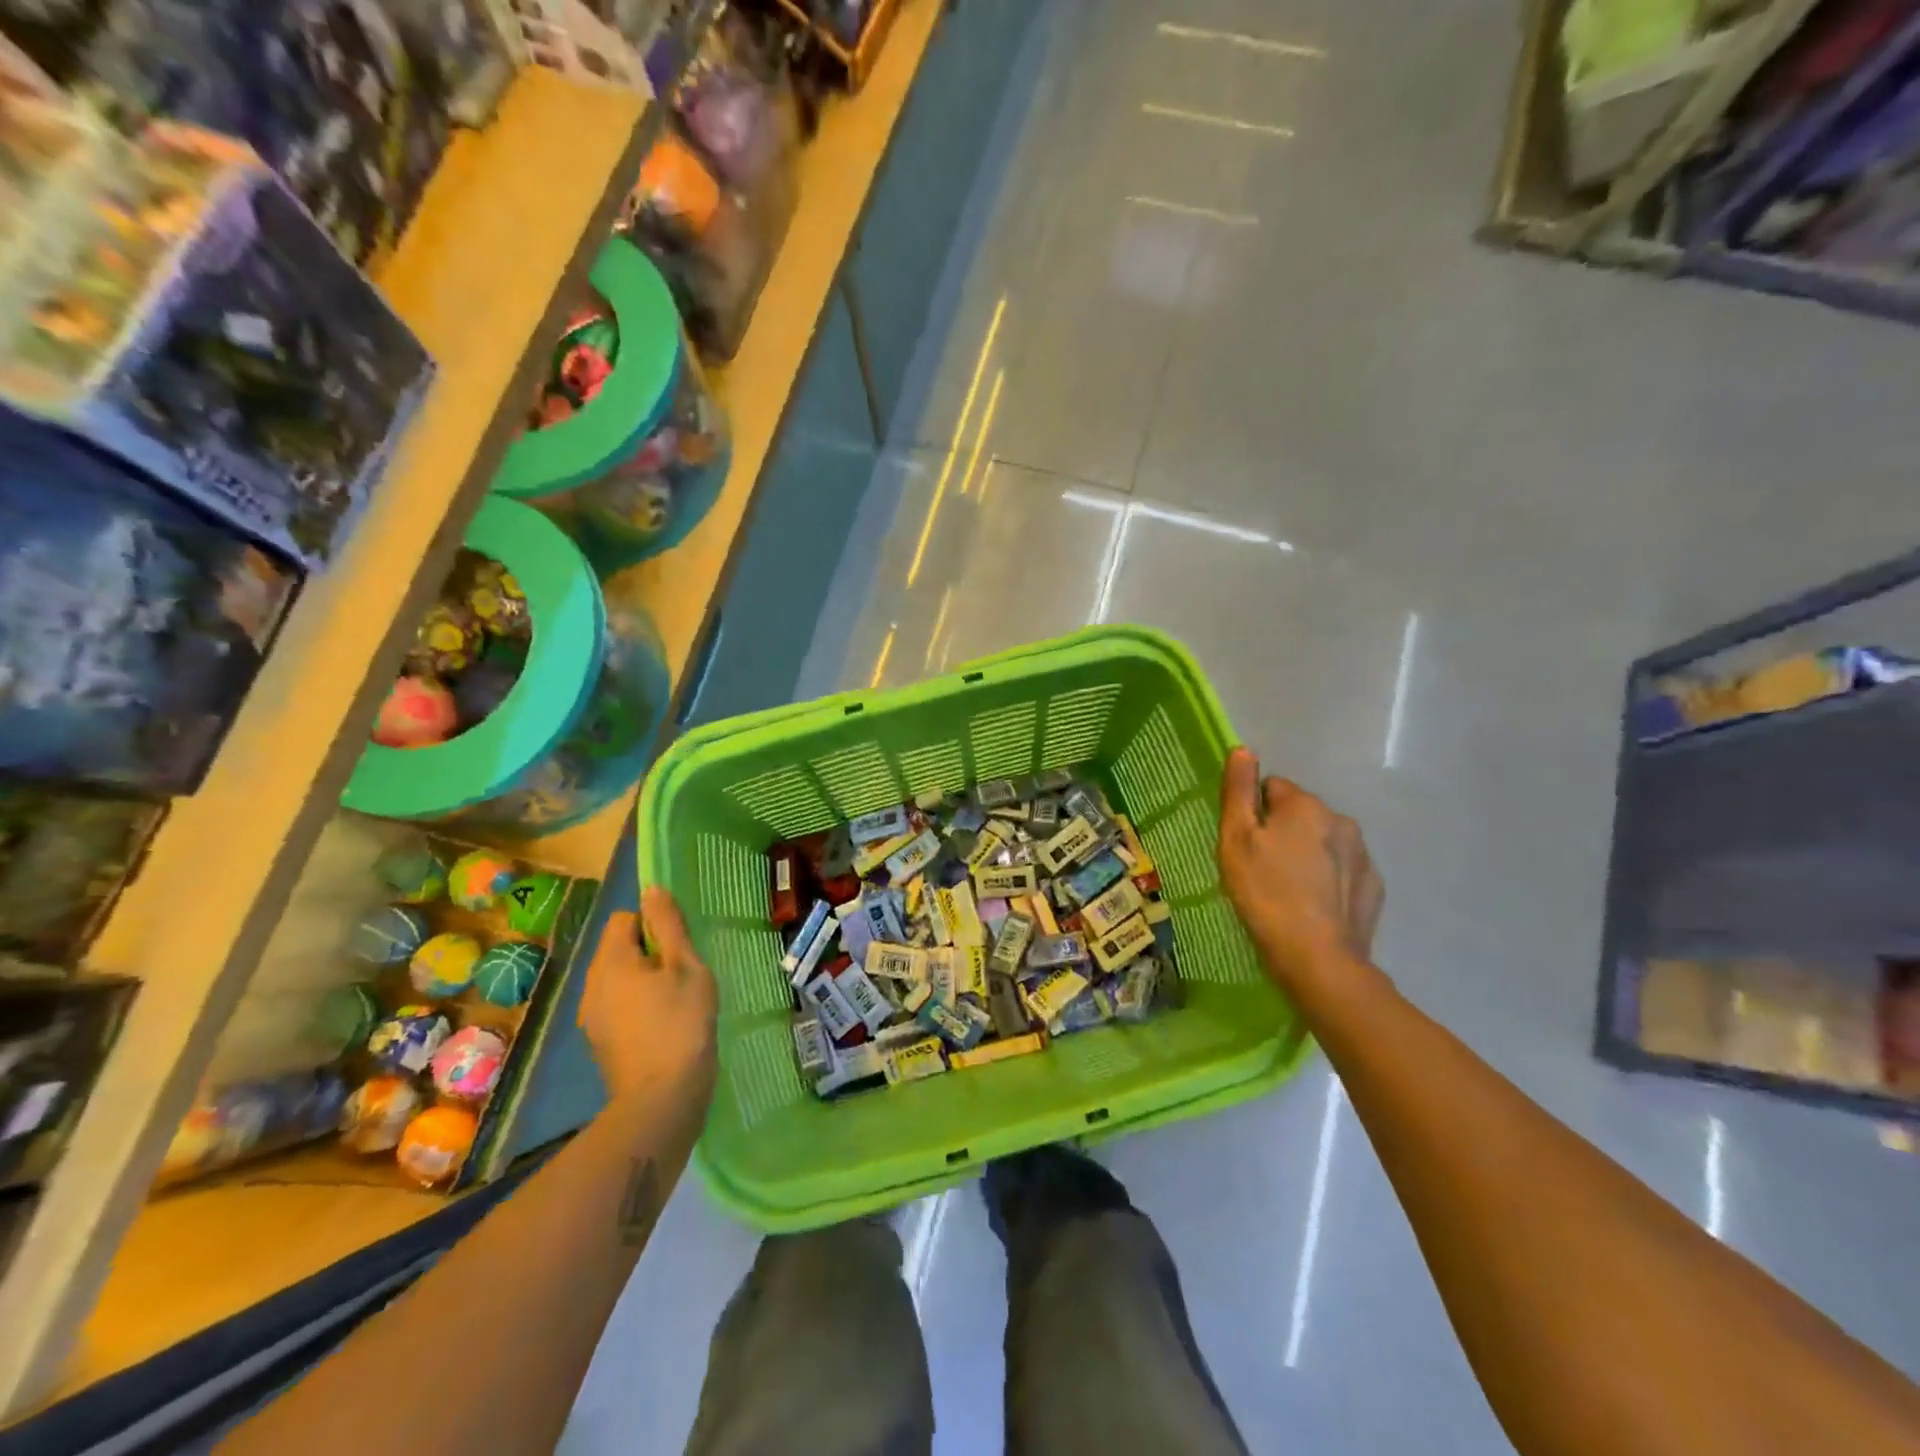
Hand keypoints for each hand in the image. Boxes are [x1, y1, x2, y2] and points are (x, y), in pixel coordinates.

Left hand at [580, 888, 717, 1112]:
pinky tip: (663, 1026)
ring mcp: (591, 1016)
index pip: (625, 918)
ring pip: (619, 978)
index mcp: (611, 961)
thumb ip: (668, 925)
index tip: (679, 949)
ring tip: (676, 1001)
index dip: (654, 925)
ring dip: (644, 980)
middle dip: (650, 953)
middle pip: (619, 948)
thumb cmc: (681, 1023)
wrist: (661, 1098)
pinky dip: (638, 1006)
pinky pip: (617, 1005)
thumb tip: (652, 889)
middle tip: (683, 975)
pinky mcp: (599, 1041)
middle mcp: (591, 984)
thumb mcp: (686, 966)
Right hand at [1216, 748, 1383, 992]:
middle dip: (1281, 832)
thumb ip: (1239, 791)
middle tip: (1260, 868)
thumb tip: (1243, 749)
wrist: (1317, 959)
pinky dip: (1327, 879)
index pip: (1272, 787)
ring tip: (1287, 890)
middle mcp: (1340, 819)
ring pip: (1322, 841)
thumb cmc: (1265, 894)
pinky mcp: (1373, 886)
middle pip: (1299, 814)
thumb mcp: (1236, 840)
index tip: (1244, 844)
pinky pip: (1342, 869)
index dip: (1253, 813)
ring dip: (1305, 854)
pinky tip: (1312, 905)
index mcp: (1304, 805)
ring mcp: (1362, 854)